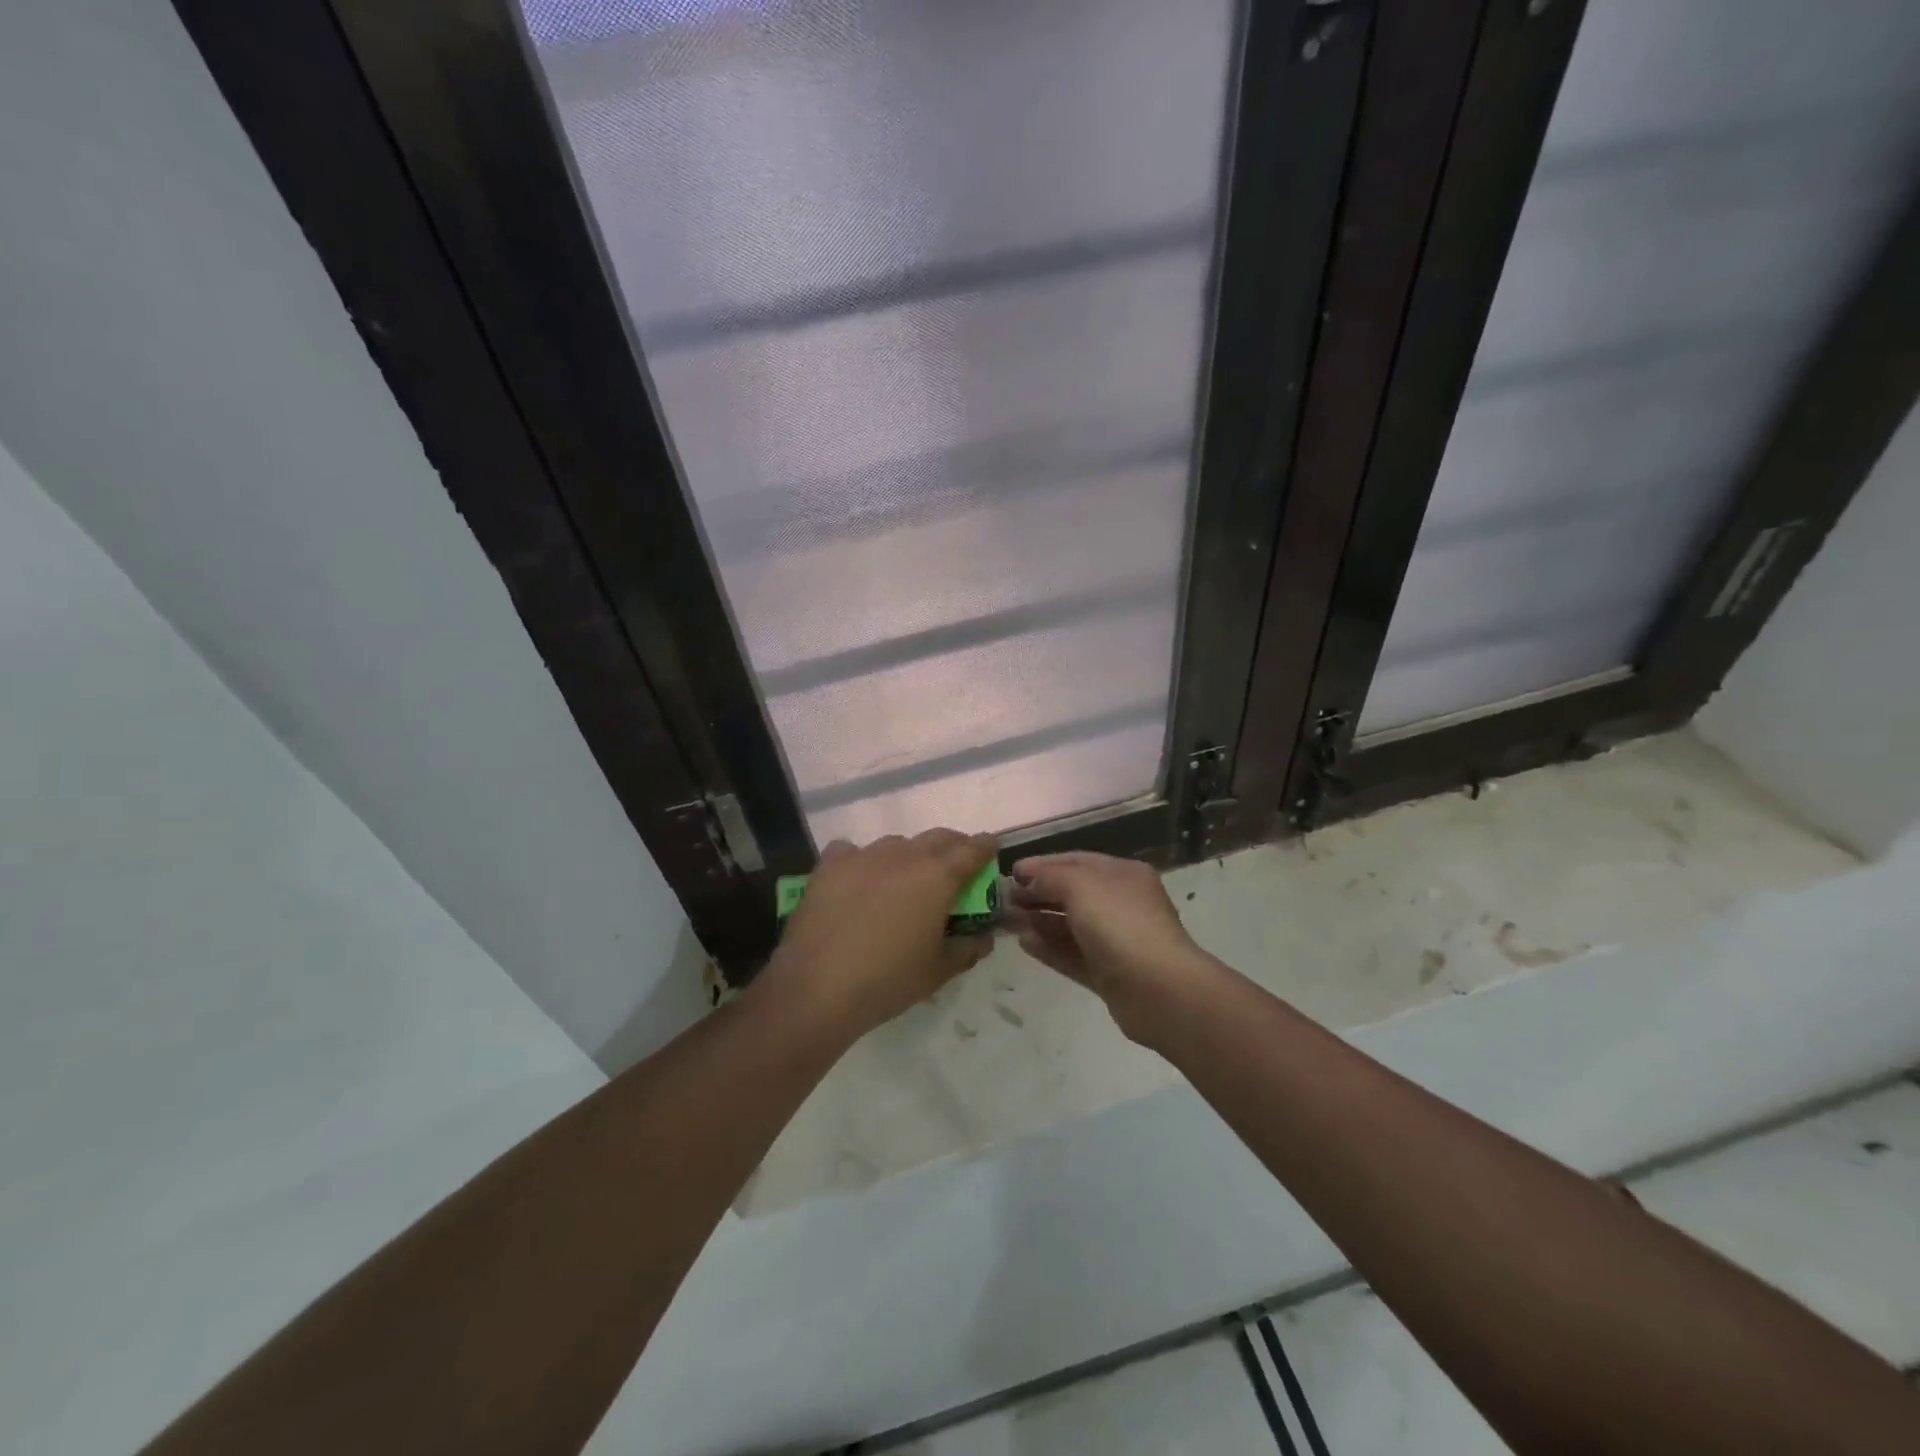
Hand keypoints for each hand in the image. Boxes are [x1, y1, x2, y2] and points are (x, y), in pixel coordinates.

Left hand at [757, 830, 997, 1042]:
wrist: (818, 987)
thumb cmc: (889, 980)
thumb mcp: (939, 971)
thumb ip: (969, 948)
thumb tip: (985, 937)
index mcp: (938, 877)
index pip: (973, 849)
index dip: (986, 847)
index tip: (991, 848)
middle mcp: (905, 855)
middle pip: (938, 837)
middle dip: (953, 846)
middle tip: (955, 867)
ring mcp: (864, 855)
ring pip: (897, 843)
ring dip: (908, 855)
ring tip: (903, 880)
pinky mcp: (830, 864)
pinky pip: (852, 851)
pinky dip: (861, 861)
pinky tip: (856, 882)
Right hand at [1006, 851, 1218, 1042]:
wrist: (1159, 990)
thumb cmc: (1120, 925)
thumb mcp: (1080, 886)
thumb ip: (1050, 877)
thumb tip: (1030, 879)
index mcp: (1122, 874)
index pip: (1076, 861)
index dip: (1042, 864)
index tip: (1010, 872)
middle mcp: (1121, 903)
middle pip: (1072, 893)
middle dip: (1037, 894)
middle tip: (1003, 900)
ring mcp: (1116, 941)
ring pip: (1070, 926)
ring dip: (1039, 921)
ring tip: (1007, 922)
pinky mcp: (1109, 974)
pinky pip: (1073, 955)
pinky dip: (1049, 948)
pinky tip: (1024, 944)